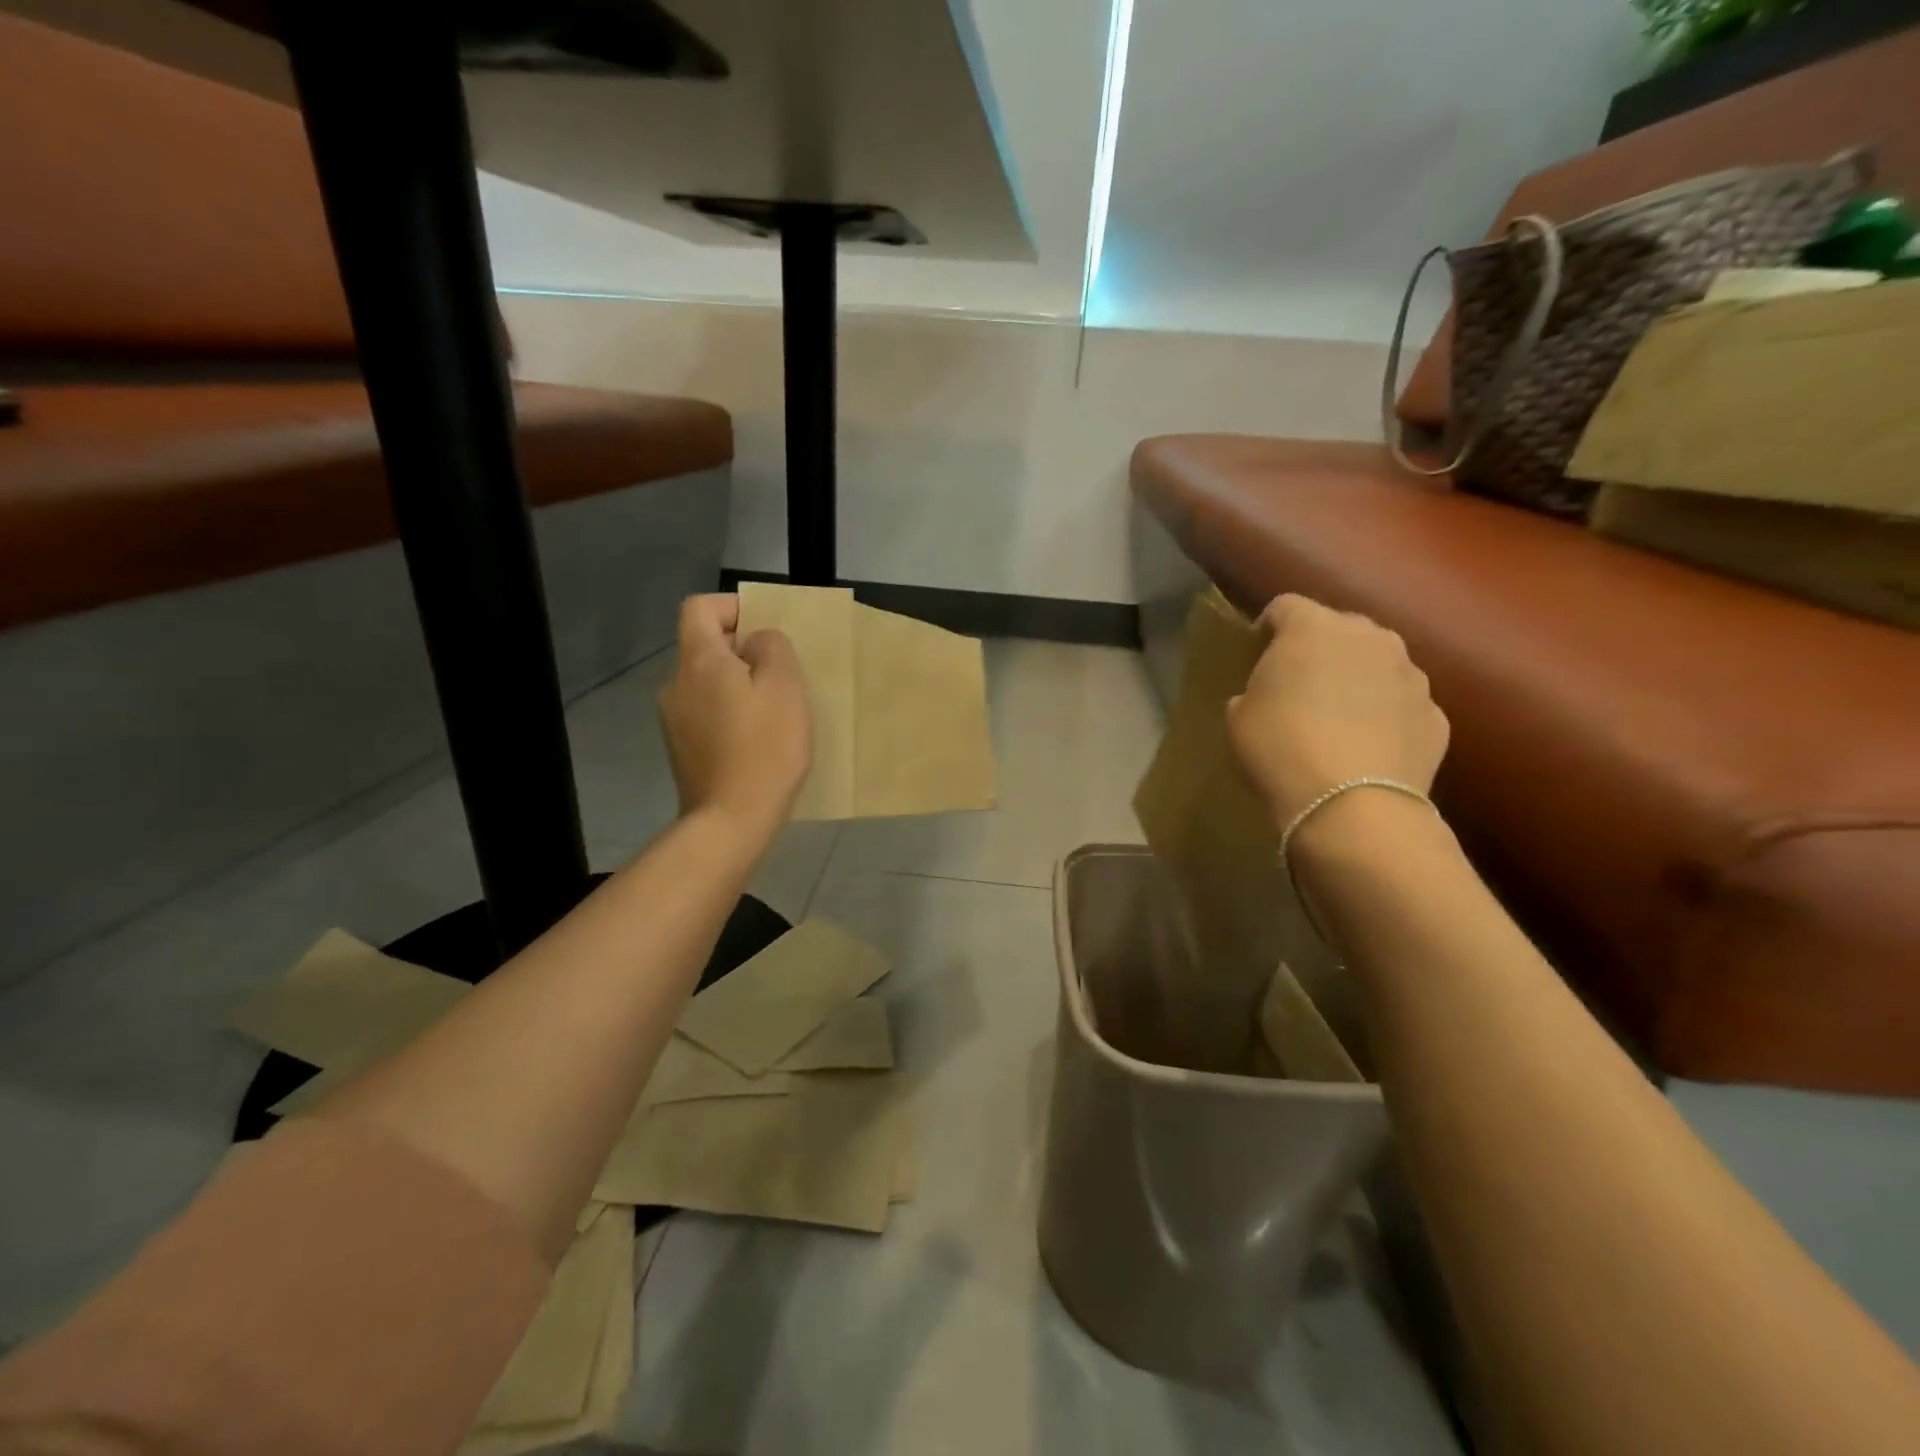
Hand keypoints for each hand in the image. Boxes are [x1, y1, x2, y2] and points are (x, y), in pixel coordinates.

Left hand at [658, 595, 811, 838]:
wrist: (731, 820)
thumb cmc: (765, 748)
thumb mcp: (785, 687)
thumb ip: (773, 648)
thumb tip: (757, 642)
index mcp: (699, 661)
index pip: (700, 607)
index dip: (733, 607)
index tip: (766, 629)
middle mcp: (676, 683)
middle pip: (704, 646)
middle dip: (742, 650)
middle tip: (781, 673)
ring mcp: (673, 719)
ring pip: (707, 682)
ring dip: (737, 684)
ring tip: (773, 709)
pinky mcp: (680, 749)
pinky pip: (706, 713)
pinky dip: (729, 713)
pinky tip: (756, 739)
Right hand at [1227, 595, 1448, 829]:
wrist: (1350, 805)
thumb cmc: (1279, 748)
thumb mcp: (1239, 717)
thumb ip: (1254, 692)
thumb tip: (1265, 696)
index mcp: (1312, 628)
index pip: (1284, 606)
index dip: (1268, 626)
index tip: (1257, 650)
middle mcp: (1369, 637)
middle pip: (1340, 628)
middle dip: (1320, 648)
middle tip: (1300, 682)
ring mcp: (1411, 675)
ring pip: (1378, 663)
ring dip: (1358, 679)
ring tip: (1339, 716)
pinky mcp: (1435, 715)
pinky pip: (1402, 704)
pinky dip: (1386, 716)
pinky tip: (1368, 746)